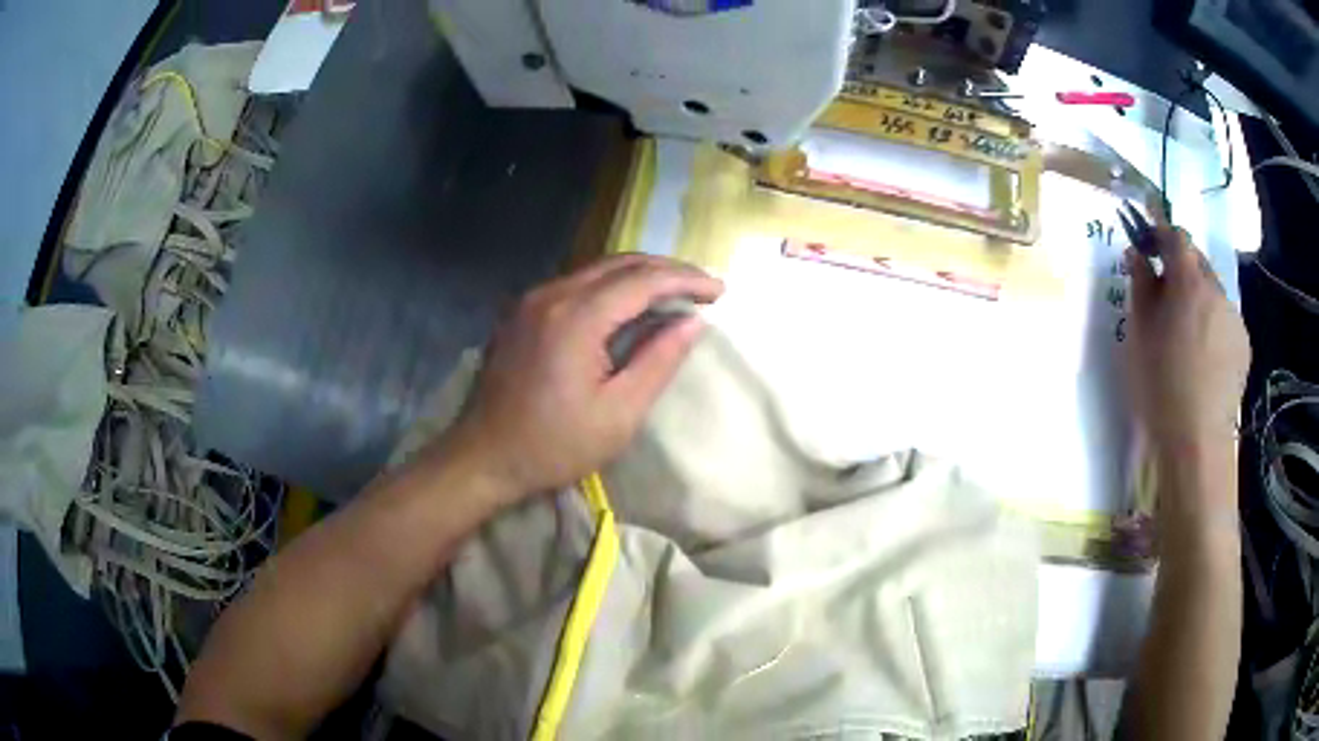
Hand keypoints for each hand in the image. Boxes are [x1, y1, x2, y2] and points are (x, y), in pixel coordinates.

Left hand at [444, 254, 723, 497]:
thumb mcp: (619, 414)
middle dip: (667, 270)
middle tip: (703, 287)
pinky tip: (629, 304)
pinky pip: (577, 283)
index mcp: (576, 318)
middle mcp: (552, 294)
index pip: (643, 280)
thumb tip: (693, 322)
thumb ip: (659, 361)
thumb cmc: (554, 445)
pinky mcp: (523, 311)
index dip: (686, 280)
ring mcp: (532, 299)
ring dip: (640, 275)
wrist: (483, 457)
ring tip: (676, 293)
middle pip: (621, 263)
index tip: (720, 292)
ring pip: (598, 269)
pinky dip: (612, 286)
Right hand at [1127, 228, 1249, 455]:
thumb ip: (1140, 284)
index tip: (1148, 246)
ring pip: (1213, 293)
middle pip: (1197, 262)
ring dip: (1198, 300)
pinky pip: (1225, 320)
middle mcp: (1216, 289)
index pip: (1176, 235)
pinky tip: (1204, 357)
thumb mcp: (1139, 332)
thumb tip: (1138, 254)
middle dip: (1181, 270)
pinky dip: (1213, 325)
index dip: (1161, 233)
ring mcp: (1234, 317)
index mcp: (1189, 279)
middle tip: (1165, 297)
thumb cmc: (1161, 383)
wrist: (1196, 440)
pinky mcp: (1243, 345)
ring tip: (1186, 335)